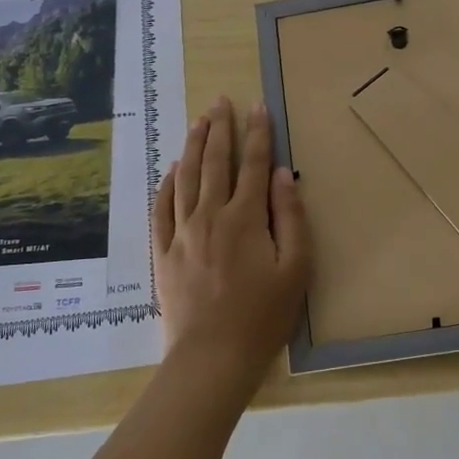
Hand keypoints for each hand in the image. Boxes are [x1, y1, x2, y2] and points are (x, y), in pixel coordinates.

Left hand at [154, 97, 311, 381]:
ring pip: (186, 177)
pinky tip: (172, 170)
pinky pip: (162, 208)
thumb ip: (290, 217)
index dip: (258, 132)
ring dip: (193, 146)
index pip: (253, 163)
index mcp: (245, 217)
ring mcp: (182, 232)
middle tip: (221, 100)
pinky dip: (167, 184)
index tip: (258, 105)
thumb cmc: (263, 316)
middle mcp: (210, 215)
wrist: (212, 357)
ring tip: (198, 121)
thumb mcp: (296, 268)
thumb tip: (283, 174)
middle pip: (215, 161)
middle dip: (220, 128)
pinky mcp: (164, 253)